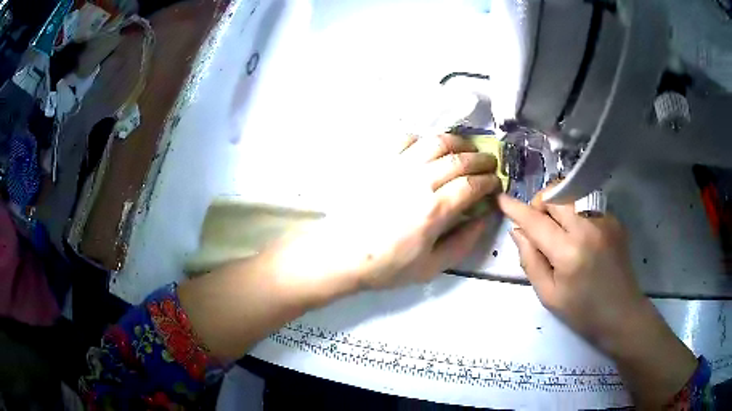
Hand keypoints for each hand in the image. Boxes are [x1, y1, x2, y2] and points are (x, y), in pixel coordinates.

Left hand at [267, 134, 501, 295]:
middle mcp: (419, 181)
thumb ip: (463, 242)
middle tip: (490, 164)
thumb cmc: (386, 266)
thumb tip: (484, 218)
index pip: (472, 185)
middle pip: (459, 159)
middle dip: (481, 160)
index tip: (496, 183)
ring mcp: (397, 167)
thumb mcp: (431, 267)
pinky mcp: (379, 163)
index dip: (489, 182)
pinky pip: (405, 139)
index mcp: (434, 210)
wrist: (340, 255)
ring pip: (435, 142)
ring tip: (466, 149)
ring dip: (457, 142)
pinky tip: (429, 148)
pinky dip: (423, 139)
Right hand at [497, 192, 644, 349]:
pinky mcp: (614, 220)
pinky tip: (580, 236)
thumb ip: (530, 261)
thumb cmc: (582, 312)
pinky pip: (587, 204)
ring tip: (558, 227)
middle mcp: (588, 228)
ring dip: (558, 204)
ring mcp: (604, 220)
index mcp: (568, 252)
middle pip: (556, 194)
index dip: (515, 209)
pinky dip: (576, 213)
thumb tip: (517, 232)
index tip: (501, 199)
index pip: (535, 221)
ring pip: (573, 193)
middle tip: (537, 223)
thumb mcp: (549, 295)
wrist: (622, 314)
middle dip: (541, 202)